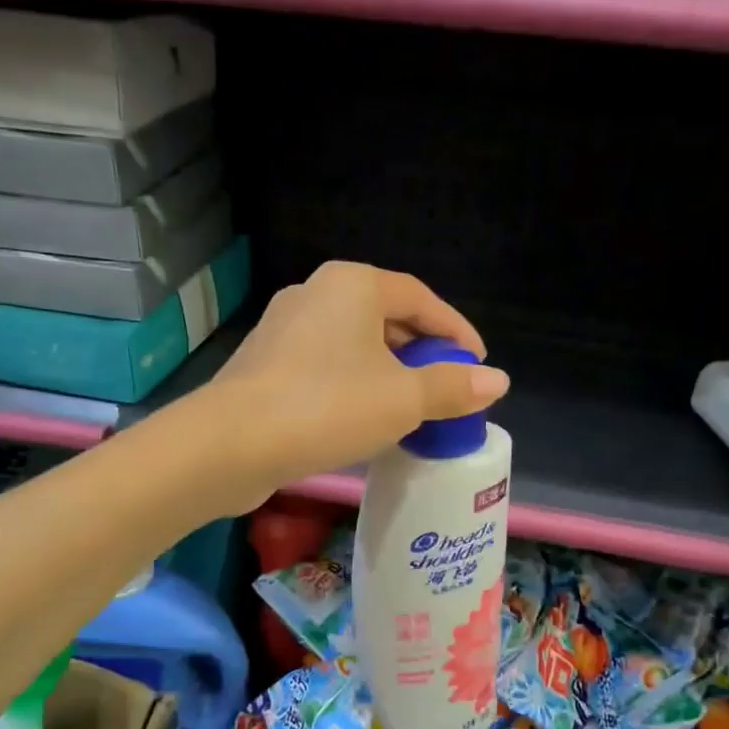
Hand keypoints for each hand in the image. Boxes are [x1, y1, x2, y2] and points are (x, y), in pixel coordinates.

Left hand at [207, 262, 509, 503]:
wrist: (231, 443)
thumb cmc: (328, 406)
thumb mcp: (403, 399)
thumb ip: (452, 387)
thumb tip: (497, 381)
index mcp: (353, 285)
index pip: (420, 298)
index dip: (455, 330)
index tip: (477, 363)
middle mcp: (316, 294)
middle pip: (385, 318)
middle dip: (420, 352)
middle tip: (446, 386)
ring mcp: (283, 328)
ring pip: (353, 345)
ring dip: (387, 372)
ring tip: (411, 407)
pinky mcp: (264, 363)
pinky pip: (325, 366)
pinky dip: (353, 385)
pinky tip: (363, 419)